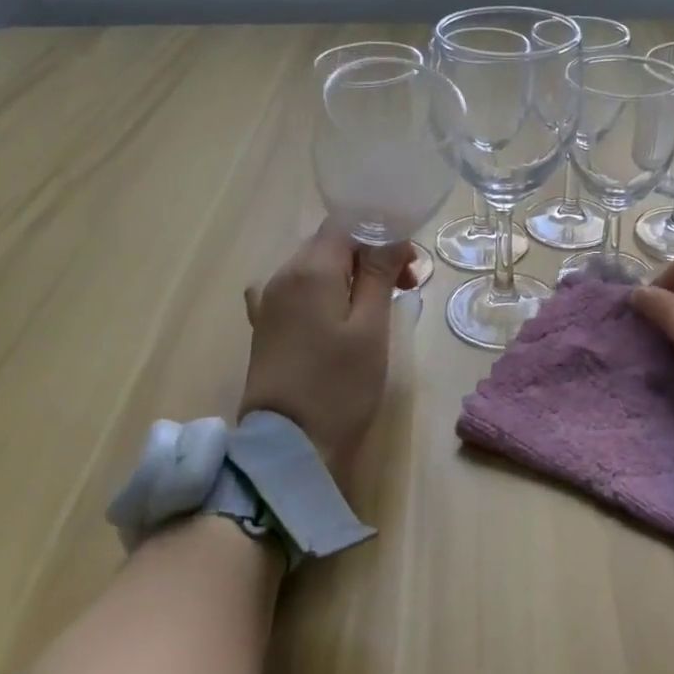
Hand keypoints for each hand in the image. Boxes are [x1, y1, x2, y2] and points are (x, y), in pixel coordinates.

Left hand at [239, 223, 412, 478]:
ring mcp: (268, 302)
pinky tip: (331, 315)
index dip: (382, 238)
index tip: (409, 269)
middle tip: (403, 289)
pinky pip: (296, 293)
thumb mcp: (371, 327)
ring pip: (314, 268)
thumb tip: (391, 238)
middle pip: (330, 244)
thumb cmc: (339, 384)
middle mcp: (282, 275)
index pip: (347, 226)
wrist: (287, 447)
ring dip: (348, 276)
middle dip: (368, 257)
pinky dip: (321, 294)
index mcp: (310, 268)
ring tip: (375, 308)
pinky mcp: (263, 327)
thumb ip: (379, 274)